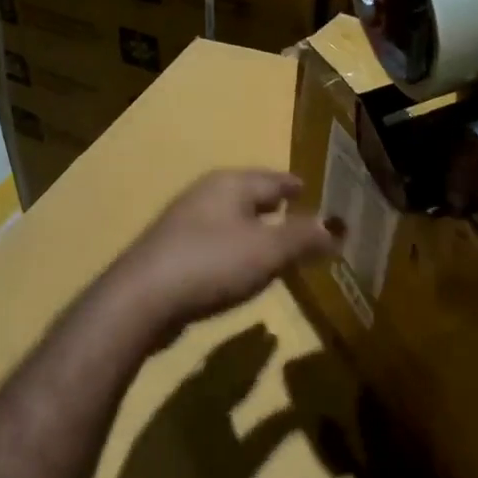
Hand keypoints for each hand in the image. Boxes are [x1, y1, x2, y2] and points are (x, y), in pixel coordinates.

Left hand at [102, 170, 337, 350]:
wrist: (142, 299)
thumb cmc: (211, 263)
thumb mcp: (268, 250)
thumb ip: (304, 237)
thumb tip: (335, 227)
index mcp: (231, 184)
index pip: (274, 179)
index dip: (297, 188)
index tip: (316, 194)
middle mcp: (206, 195)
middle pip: (250, 196)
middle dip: (276, 208)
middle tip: (304, 222)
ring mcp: (185, 223)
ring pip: (232, 220)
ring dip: (255, 231)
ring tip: (279, 247)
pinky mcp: (172, 252)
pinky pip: (216, 244)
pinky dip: (236, 251)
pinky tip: (242, 269)